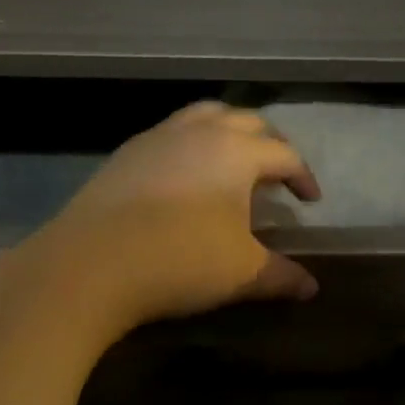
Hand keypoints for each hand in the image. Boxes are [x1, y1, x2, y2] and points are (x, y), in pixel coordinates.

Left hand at [29, 102, 322, 332]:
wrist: (92, 262)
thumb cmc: (180, 259)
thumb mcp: (241, 272)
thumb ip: (282, 276)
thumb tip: (312, 288)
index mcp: (236, 150)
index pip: (283, 153)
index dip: (302, 176)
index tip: (310, 201)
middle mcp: (200, 131)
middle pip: (247, 121)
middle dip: (269, 143)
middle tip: (276, 173)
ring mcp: (158, 136)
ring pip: (205, 116)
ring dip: (227, 132)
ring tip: (232, 161)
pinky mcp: (127, 152)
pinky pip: (171, 133)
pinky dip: (191, 143)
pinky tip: (185, 176)